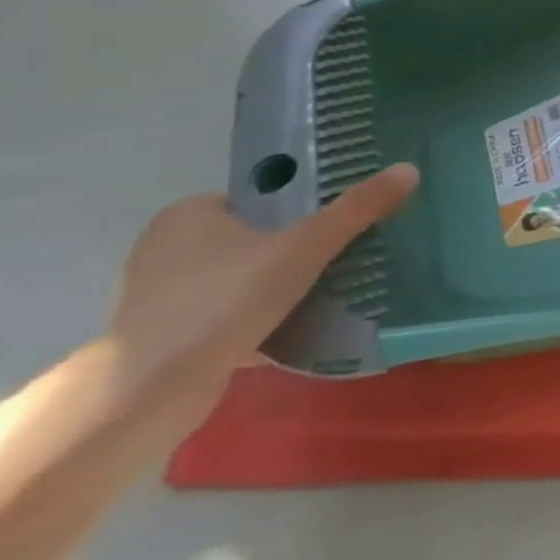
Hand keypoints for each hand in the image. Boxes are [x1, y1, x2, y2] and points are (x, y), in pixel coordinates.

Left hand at [106, 164, 418, 427]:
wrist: (150, 391)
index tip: (341, 221)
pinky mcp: (169, 334)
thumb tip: (408, 169)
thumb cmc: (224, 302)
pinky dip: (263, 318)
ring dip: (282, 286)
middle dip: (298, 249)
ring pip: (244, 278)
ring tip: (334, 291)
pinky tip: (301, 327)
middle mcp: (167, 248)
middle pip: (256, 238)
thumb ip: (355, 211)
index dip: (302, 207)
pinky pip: (230, 314)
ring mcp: (164, 295)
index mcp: (188, 216)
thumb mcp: (303, 250)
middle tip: (348, 255)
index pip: (259, 198)